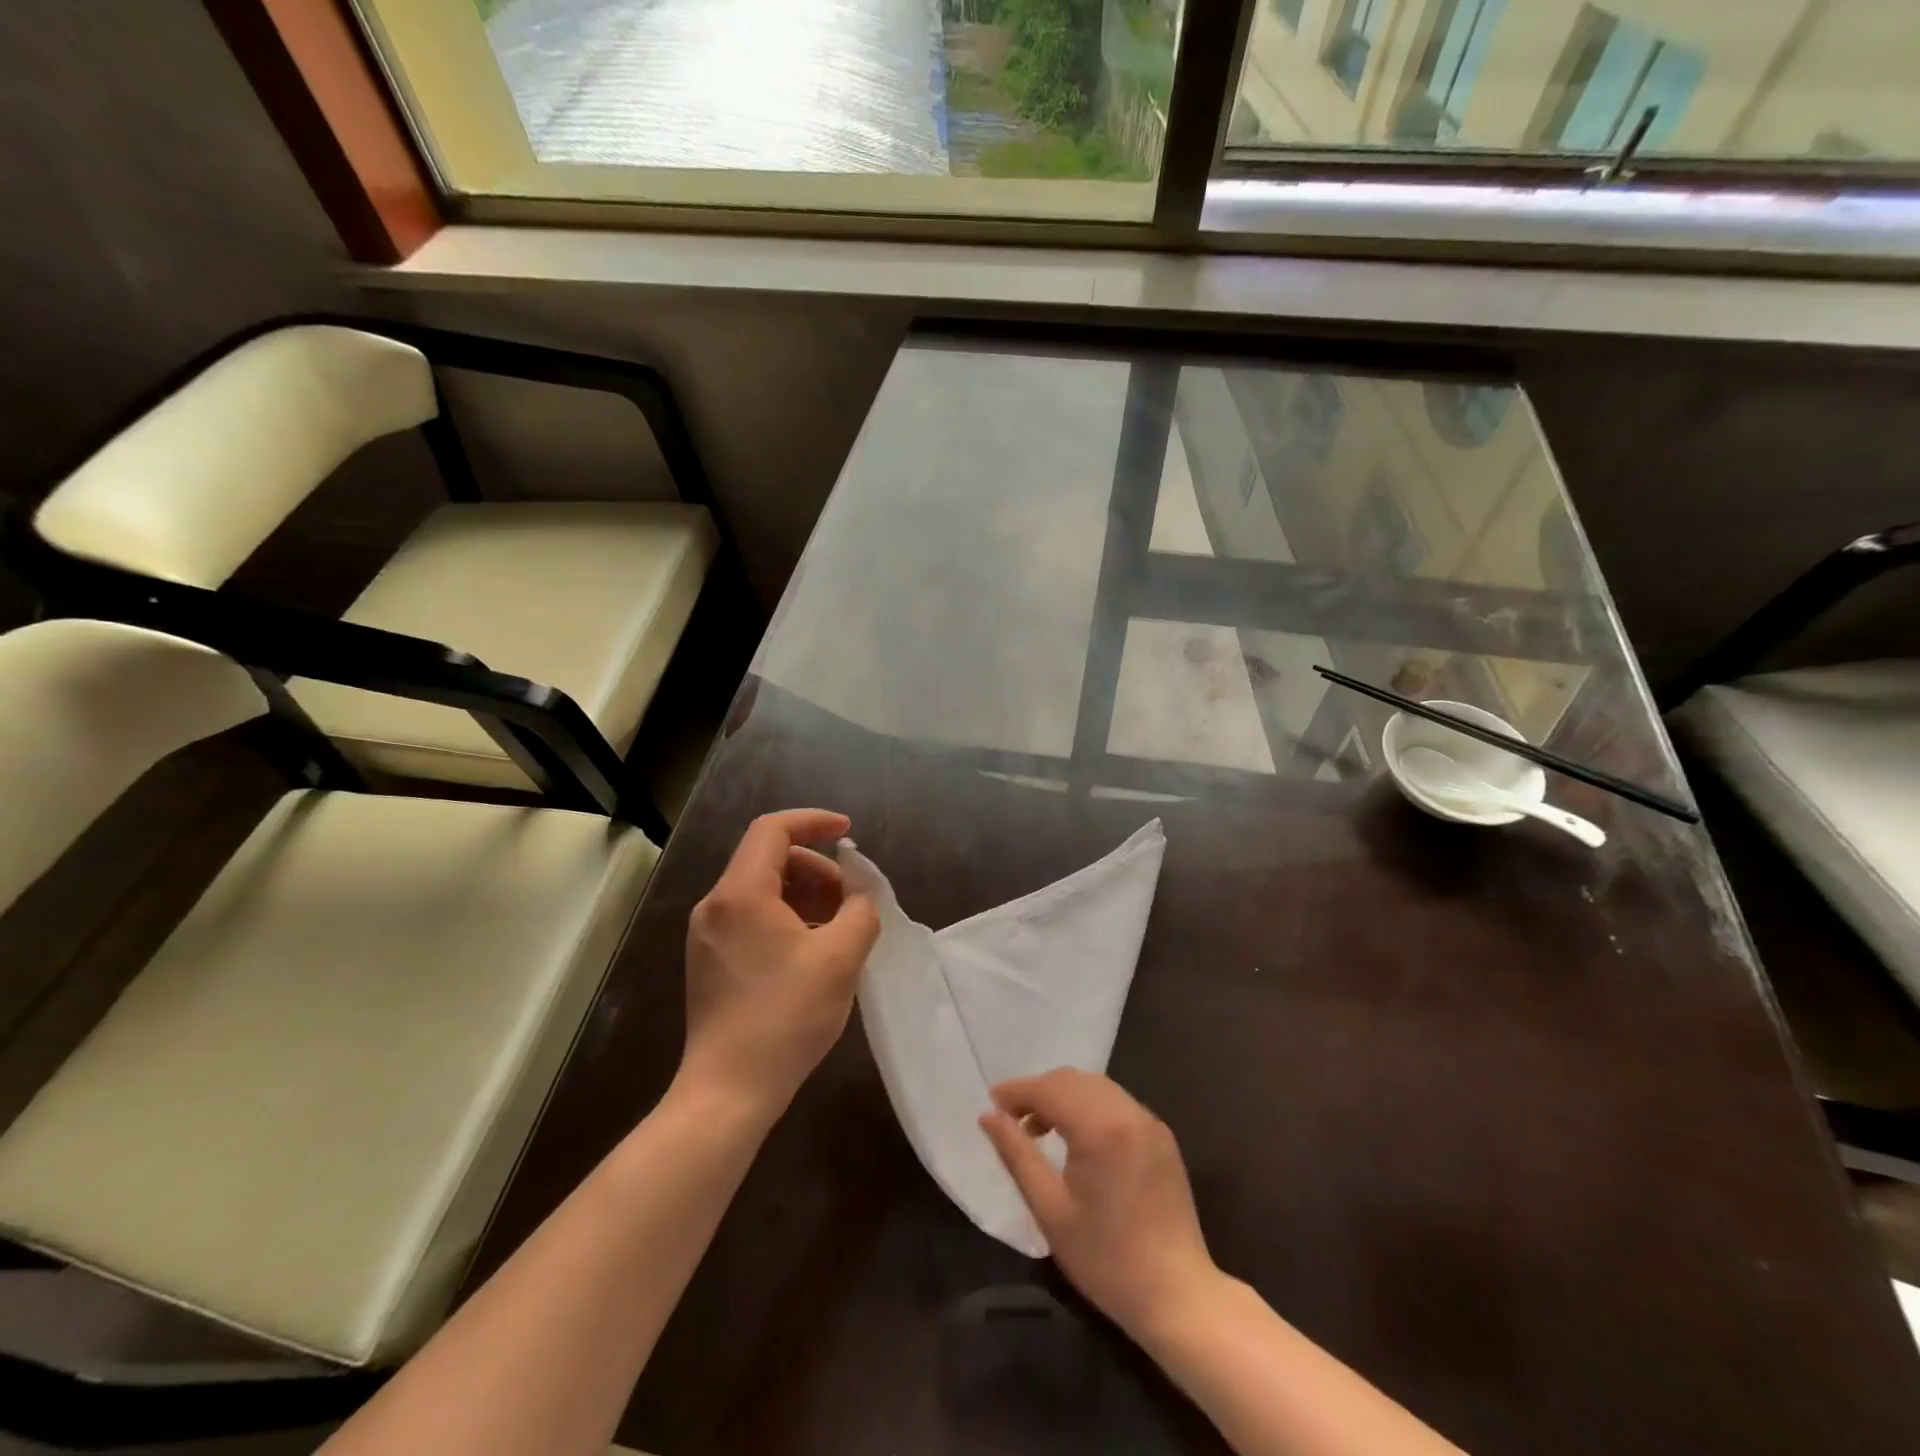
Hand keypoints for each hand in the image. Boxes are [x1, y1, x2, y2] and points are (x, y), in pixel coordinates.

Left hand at [678, 809, 879, 1120]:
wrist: (727, 1092)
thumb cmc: (785, 1017)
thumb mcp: (840, 959)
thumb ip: (860, 912)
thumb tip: (859, 896)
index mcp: (740, 893)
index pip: (773, 829)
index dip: (814, 822)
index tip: (848, 834)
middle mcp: (715, 905)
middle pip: (768, 859)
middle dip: (816, 868)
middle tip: (850, 899)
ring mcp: (707, 935)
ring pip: (761, 891)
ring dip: (804, 895)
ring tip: (837, 928)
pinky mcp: (709, 961)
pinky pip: (751, 918)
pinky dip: (785, 918)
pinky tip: (811, 952)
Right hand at [981, 1068, 1220, 1340]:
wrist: (1177, 1296)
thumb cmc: (1105, 1259)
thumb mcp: (1050, 1209)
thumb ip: (1017, 1154)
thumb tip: (988, 1116)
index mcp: (1100, 1127)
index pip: (1050, 1089)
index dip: (1017, 1091)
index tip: (992, 1103)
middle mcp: (1128, 1112)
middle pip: (1073, 1080)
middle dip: (1039, 1091)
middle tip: (1012, 1119)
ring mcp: (1149, 1122)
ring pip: (1096, 1088)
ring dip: (1064, 1097)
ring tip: (1039, 1130)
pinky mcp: (1161, 1137)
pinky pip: (1117, 1104)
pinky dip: (1089, 1107)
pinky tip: (1077, 1139)